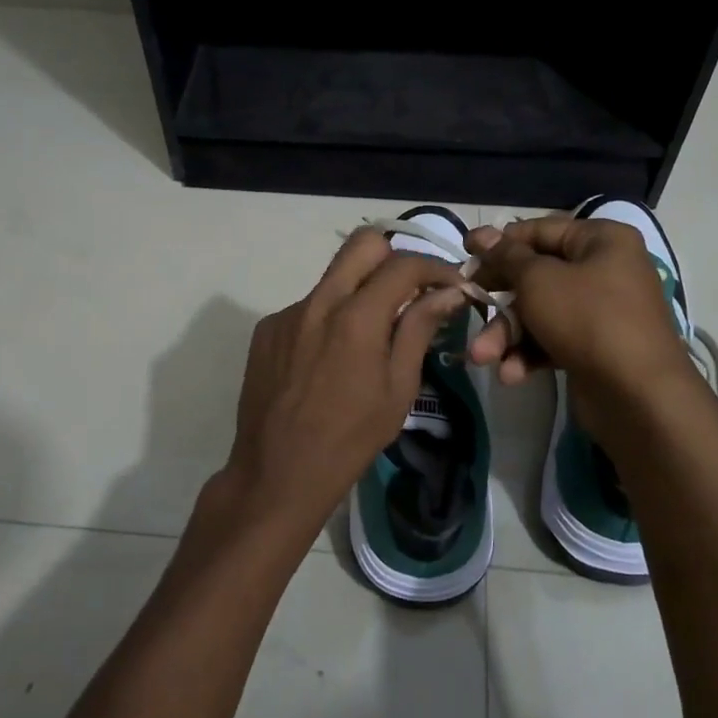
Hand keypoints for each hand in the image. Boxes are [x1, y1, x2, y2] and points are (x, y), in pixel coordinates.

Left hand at [218, 229, 468, 543]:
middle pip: (362, 243)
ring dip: (360, 290)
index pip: (404, 264)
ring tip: (370, 334)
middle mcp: (318, 302)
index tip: (451, 285)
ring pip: (333, 277)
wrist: (278, 474)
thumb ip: (418, 330)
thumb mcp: (398, 388)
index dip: (436, 268)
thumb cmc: (350, 439)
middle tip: (410, 291)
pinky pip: (307, 306)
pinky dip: (329, 318)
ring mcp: (287, 313)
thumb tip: (447, 293)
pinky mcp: (266, 329)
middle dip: (395, 257)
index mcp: (356, 317)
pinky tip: (330, 358)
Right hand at [466, 215, 691, 395]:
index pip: (541, 231)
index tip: (465, 252)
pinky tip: (511, 374)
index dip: (500, 242)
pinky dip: (529, 354)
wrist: (638, 396)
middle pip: (537, 276)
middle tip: (466, 305)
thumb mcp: (538, 280)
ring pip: (540, 313)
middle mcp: (605, 270)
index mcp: (602, 241)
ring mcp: (601, 312)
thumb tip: (481, 234)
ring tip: (482, 358)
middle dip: (500, 301)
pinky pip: (552, 340)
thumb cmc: (587, 319)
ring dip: (507, 335)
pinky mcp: (594, 348)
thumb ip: (506, 256)